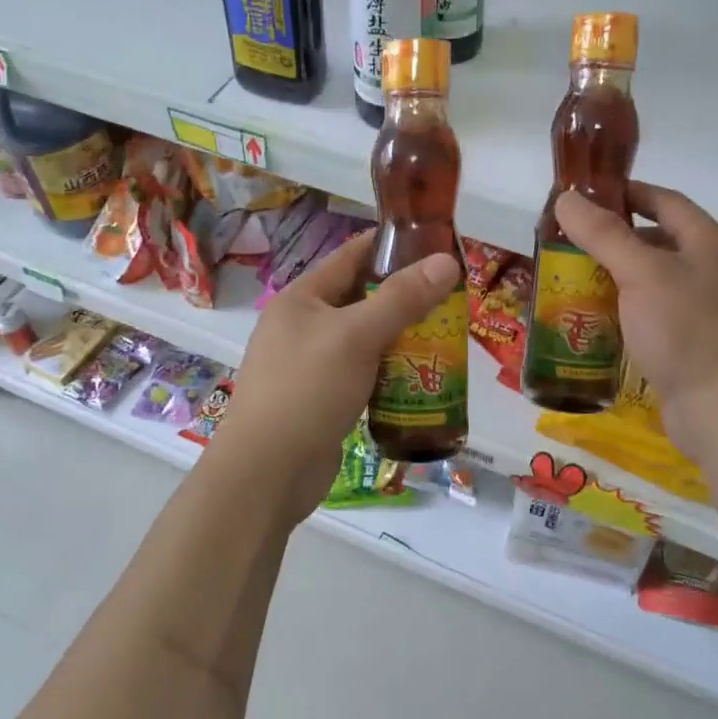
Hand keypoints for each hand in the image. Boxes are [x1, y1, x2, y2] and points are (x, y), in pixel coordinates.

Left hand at [213, 231, 461, 522]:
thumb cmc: (307, 390)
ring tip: (445, 334)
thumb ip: (402, 298)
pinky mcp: (320, 399)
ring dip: (399, 336)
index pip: (350, 256)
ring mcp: (309, 364)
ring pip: (363, 339)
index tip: (435, 245)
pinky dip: (388, 371)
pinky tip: (419, 377)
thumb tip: (447, 261)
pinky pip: (361, 372)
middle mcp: (302, 325)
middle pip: (360, 298)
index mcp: (301, 299)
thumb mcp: (356, 336)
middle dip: (404, 297)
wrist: (267, 473)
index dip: (391, 246)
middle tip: (451, 296)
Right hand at [555, 183, 717, 456]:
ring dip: (616, 276)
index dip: (626, 193)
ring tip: (573, 278)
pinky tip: (596, 318)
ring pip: (653, 280)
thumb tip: (565, 199)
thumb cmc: (687, 331)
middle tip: (569, 241)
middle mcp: (714, 271)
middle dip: (613, 238)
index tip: (584, 197)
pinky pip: (654, 313)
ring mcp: (707, 310)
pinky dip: (626, 309)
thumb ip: (603, 234)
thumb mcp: (641, 274)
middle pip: (658, 240)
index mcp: (711, 244)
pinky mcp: (694, 344)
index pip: (666, 201)